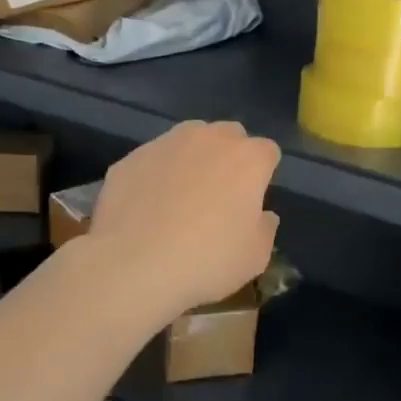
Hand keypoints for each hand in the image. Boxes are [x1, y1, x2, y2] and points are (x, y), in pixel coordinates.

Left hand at [88, 121, 280, 317]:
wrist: (133, 266)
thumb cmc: (207, 260)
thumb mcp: (255, 257)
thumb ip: (266, 228)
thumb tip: (263, 215)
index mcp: (248, 159)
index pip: (268, 152)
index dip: (264, 174)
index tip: (254, 200)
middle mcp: (210, 139)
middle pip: (230, 135)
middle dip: (230, 156)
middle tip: (221, 194)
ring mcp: (167, 143)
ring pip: (189, 139)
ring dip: (193, 158)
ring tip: (182, 195)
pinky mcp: (131, 158)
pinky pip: (153, 160)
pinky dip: (156, 174)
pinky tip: (148, 207)